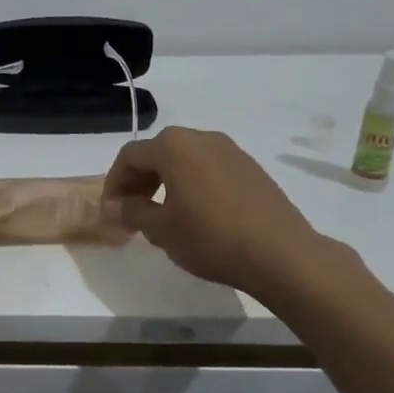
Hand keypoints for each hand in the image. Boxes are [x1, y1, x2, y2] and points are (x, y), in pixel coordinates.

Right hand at [102, 126, 331, 297]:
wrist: (282, 254)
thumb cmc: (211, 238)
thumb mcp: (161, 229)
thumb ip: (131, 212)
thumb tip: (112, 207)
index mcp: (173, 147)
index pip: (130, 156)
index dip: (114, 183)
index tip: (111, 211)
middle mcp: (201, 138)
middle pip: (157, 152)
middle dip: (138, 180)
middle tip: (133, 212)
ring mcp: (230, 150)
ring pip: (184, 159)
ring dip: (165, 181)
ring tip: (163, 214)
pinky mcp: (250, 167)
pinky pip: (208, 168)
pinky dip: (192, 183)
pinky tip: (196, 213)